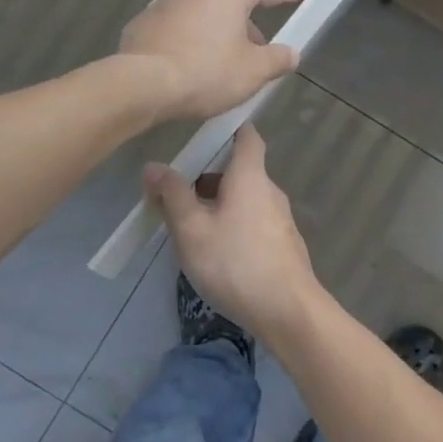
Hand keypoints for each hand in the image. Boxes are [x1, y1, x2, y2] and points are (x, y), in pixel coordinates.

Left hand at [119, 0, 315, 120]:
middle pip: (236, 3)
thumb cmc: (206, 73)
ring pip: (205, 17)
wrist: (140, 86)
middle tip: (261, 57)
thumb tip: (291, 53)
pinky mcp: (144, 24)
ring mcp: (165, 3)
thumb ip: (278, 59)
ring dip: (220, 36)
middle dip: (251, 28)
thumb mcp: (253, 72)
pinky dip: (191, 44)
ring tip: (224, 69)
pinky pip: (179, 31)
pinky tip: (191, 70)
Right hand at [147, 126, 322, 344]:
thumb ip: (173, 195)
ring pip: (245, 200)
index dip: (227, 129)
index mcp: (250, 176)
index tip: (201, 135)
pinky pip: (254, 223)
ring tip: (189, 229)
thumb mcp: (192, 229)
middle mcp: (270, 191)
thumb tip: (154, 166)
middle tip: (176, 195)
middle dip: (208, 178)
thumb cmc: (235, 263)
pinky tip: (216, 254)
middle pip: (239, 171)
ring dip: (219, 205)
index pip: (246, 136)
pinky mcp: (284, 245)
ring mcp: (281, 220)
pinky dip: (234, 226)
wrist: (288, 312)